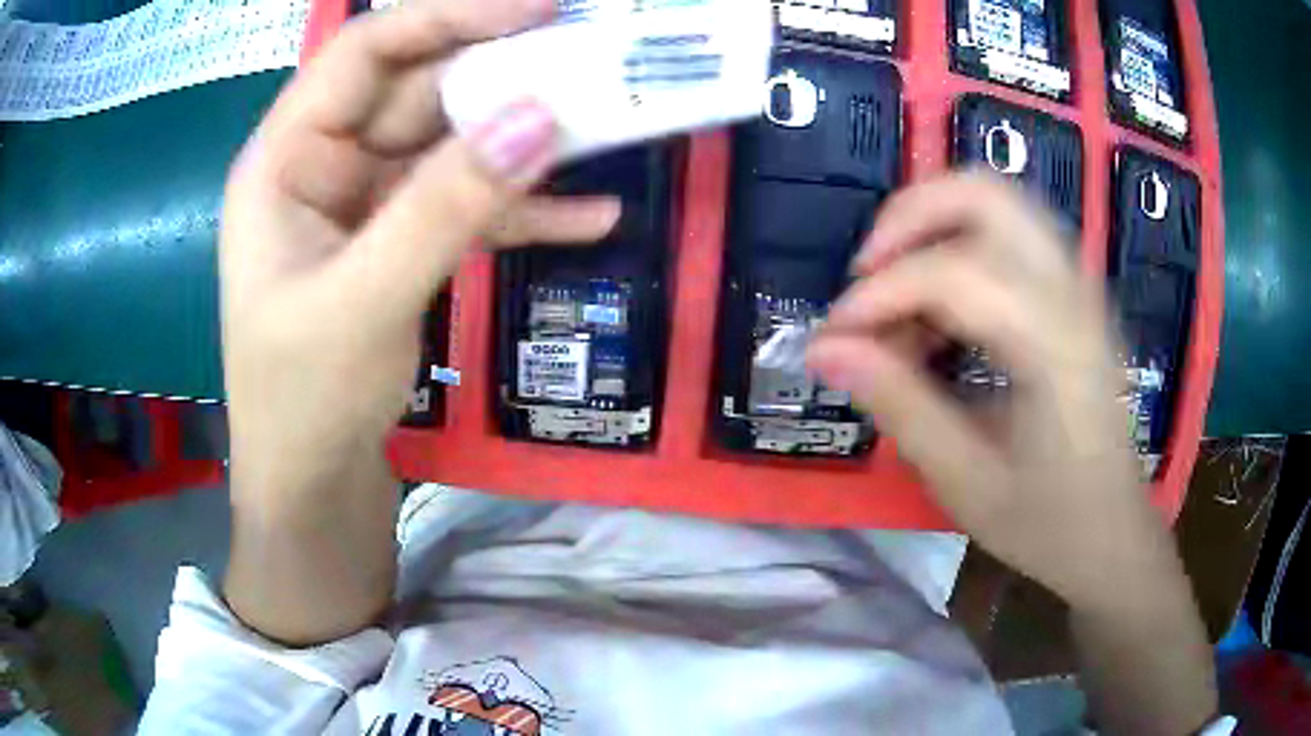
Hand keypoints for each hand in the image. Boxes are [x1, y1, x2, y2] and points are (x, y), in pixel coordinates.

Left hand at [220, 0, 618, 501]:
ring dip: (524, 143)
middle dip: (502, 79)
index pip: (365, 52)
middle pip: (419, 92)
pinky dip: (523, 211)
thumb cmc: (303, 401)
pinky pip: (467, 207)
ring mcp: (367, 205)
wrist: (314, 488)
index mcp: (286, 158)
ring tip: (606, 130)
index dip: (448, 17)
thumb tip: (540, 116)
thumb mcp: (364, 301)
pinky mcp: (402, 244)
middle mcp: (325, 165)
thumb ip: (446, 205)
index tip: (538, 11)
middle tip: (593, 66)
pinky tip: (590, 220)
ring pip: (452, 147)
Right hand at [806, 174, 1163, 608]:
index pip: (953, 273)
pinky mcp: (1073, 295)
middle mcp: (1072, 291)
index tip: (835, 338)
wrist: (1115, 536)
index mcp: (1054, 343)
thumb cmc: (1049, 522)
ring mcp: (1078, 285)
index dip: (880, 294)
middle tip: (867, 275)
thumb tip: (825, 350)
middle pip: (984, 191)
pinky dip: (960, 249)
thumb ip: (898, 406)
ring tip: (898, 295)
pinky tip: (942, 317)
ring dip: (933, 226)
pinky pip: (1009, 235)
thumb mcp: (967, 482)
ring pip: (998, 200)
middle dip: (909, 217)